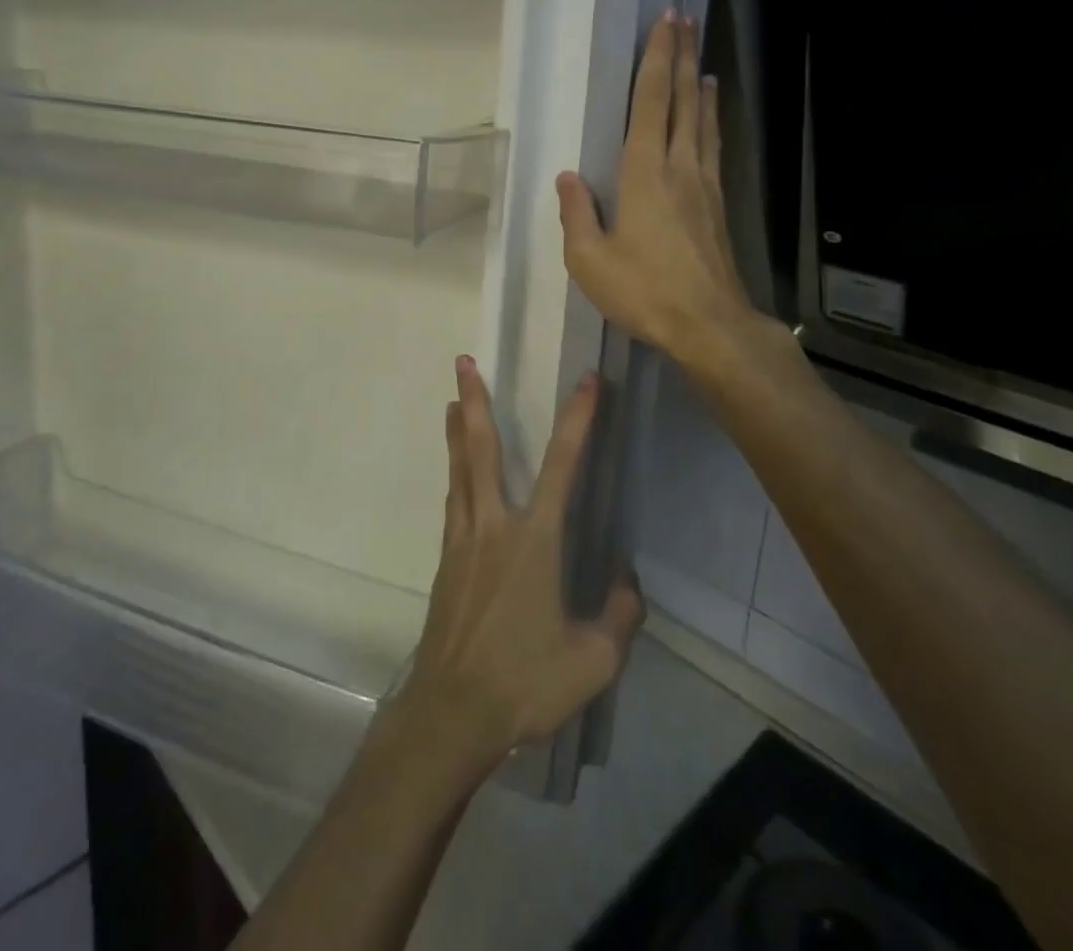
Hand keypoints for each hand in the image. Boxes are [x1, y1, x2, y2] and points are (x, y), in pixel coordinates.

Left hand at [387, 357, 644, 780]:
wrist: (452, 711)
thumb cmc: (524, 682)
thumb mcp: (593, 660)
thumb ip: (619, 616)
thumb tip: (627, 583)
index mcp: (534, 539)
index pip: (562, 465)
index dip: (578, 419)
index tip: (586, 380)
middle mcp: (494, 526)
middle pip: (483, 449)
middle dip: (476, 401)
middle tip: (463, 361)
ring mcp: (462, 542)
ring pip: (460, 471)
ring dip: (458, 431)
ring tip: (454, 401)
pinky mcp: (445, 562)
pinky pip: (452, 504)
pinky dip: (456, 475)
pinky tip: (457, 475)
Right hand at [556, 11, 756, 364]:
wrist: (708, 325)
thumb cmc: (643, 291)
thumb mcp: (589, 259)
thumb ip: (577, 214)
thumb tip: (568, 177)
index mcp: (644, 173)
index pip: (651, 102)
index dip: (657, 59)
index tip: (665, 23)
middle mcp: (679, 167)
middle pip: (683, 101)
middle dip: (682, 57)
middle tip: (685, 20)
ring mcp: (704, 185)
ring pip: (703, 122)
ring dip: (699, 87)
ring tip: (700, 62)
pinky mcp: (717, 205)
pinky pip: (713, 148)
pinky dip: (711, 122)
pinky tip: (710, 119)